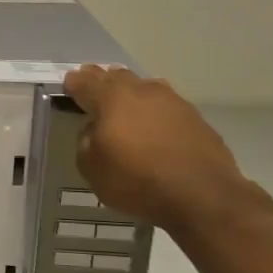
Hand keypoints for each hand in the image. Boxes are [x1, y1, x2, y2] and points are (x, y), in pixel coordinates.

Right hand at [63, 64, 245, 232]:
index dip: (75, 82)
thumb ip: (85, 142)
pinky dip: (154, 111)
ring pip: (145, 87)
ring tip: (125, 102)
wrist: (202, 195)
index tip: (69, 83)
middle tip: (93, 85)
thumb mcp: (91, 168)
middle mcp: (142, 92)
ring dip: (132, 92)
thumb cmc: (137, 180)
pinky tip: (153, 125)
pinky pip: (167, 106)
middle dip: (103, 79)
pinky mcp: (196, 119)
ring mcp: (173, 103)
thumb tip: (94, 130)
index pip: (86, 82)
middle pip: (117, 76)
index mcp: (111, 99)